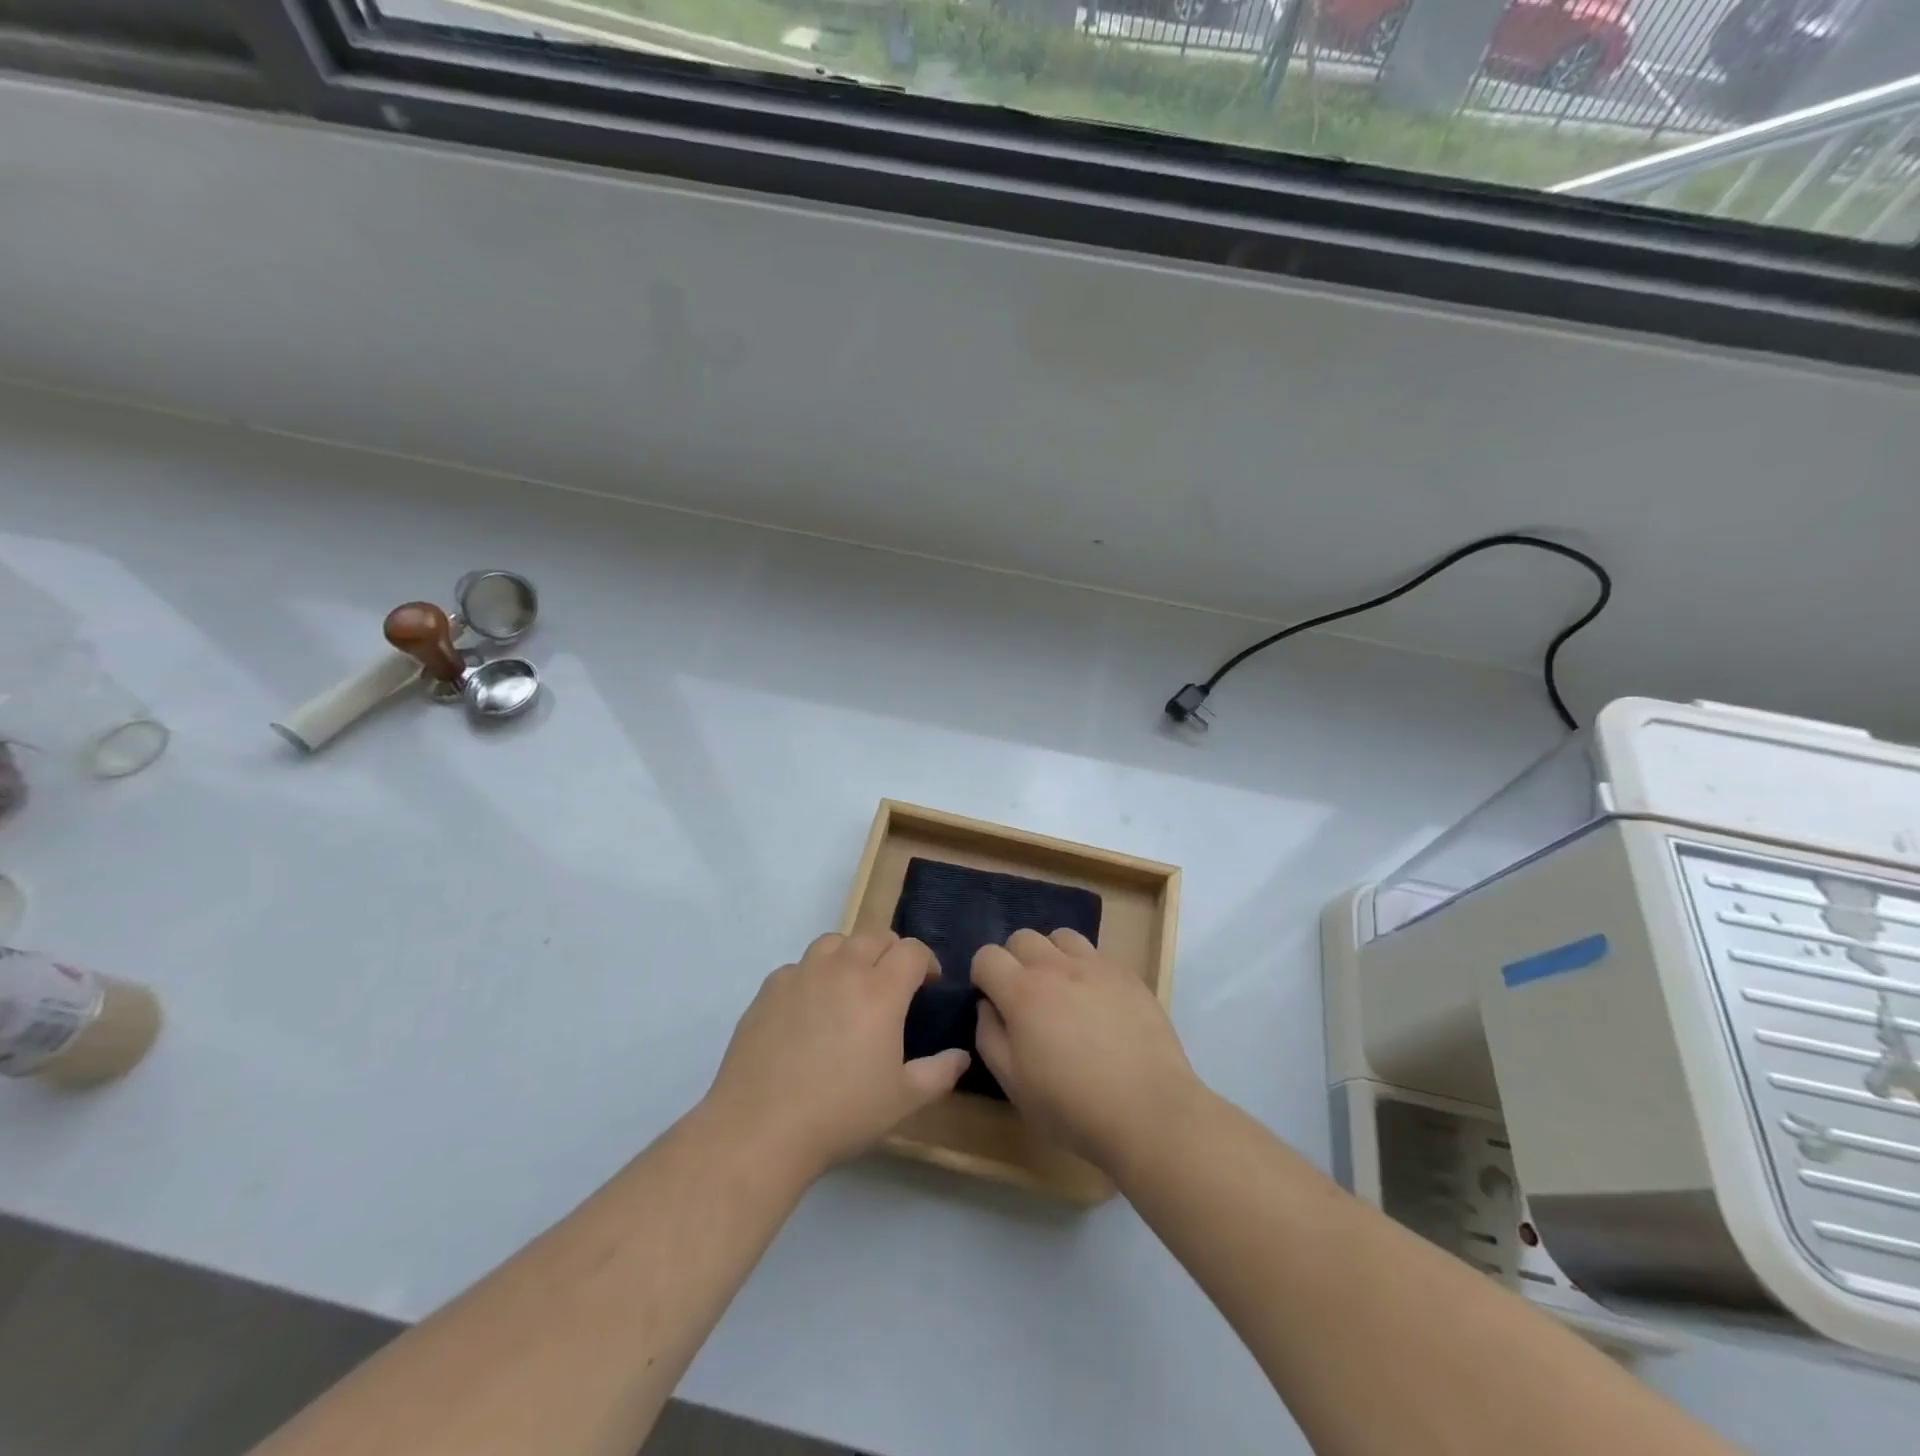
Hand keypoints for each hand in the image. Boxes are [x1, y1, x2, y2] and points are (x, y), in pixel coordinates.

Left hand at [704, 931, 968, 1180]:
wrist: (760, 1128)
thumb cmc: (841, 1113)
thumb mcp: (903, 1100)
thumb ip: (939, 1073)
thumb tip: (961, 1056)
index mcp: (881, 989)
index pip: (912, 950)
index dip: (927, 962)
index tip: (929, 986)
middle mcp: (842, 969)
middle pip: (875, 936)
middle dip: (892, 953)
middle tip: (893, 987)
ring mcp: (802, 974)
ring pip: (835, 942)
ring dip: (851, 955)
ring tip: (851, 987)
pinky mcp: (769, 989)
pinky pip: (799, 966)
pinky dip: (813, 976)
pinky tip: (809, 1010)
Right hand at [972, 928, 1198, 1174]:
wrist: (1148, 1111)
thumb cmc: (1072, 1106)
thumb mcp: (1014, 1084)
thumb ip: (990, 1037)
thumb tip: (987, 1006)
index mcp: (1023, 992)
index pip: (987, 956)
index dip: (982, 975)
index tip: (992, 1001)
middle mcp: (1056, 967)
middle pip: (1023, 937)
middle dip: (1014, 960)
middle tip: (1024, 997)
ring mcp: (1096, 966)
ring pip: (1061, 937)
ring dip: (1051, 955)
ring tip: (1061, 990)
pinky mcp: (1128, 975)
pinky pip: (1097, 955)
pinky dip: (1086, 969)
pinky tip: (1096, 1003)